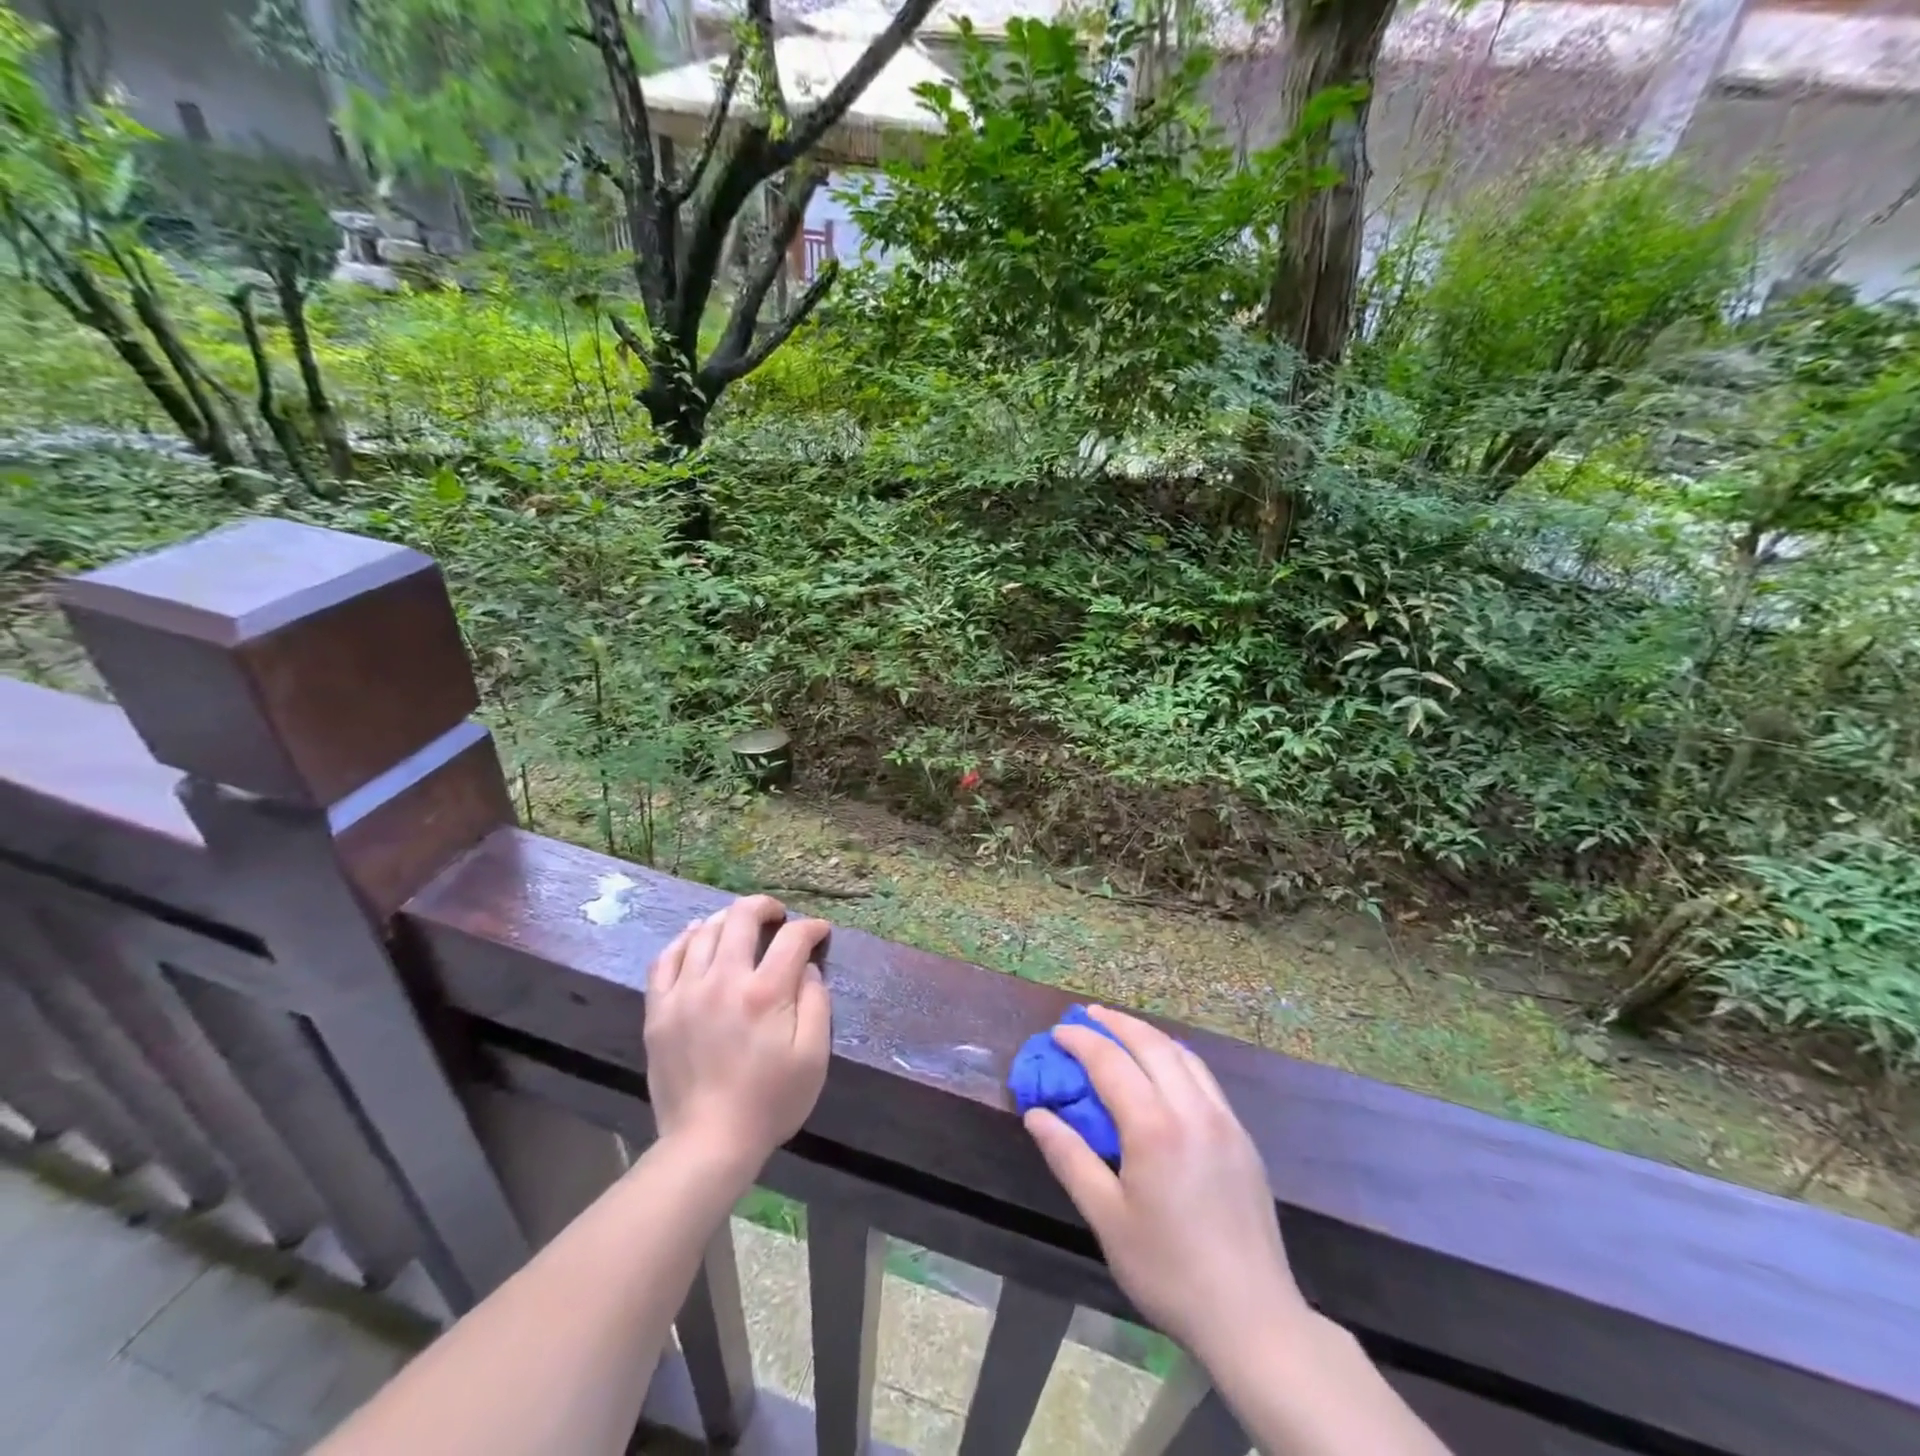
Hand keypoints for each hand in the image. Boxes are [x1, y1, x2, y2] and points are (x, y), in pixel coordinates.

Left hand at [645, 896, 831, 1176]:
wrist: (707, 1144)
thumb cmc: (770, 1101)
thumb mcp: (814, 1056)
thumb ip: (816, 1003)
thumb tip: (807, 968)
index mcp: (764, 992)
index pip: (792, 938)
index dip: (811, 927)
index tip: (819, 932)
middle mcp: (722, 981)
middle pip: (741, 918)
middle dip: (765, 907)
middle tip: (777, 916)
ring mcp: (685, 993)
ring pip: (703, 931)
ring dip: (727, 919)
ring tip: (740, 926)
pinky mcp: (659, 1010)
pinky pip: (666, 958)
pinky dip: (684, 940)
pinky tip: (697, 938)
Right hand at [1024, 1005, 1310, 1363]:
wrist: (1253, 1317)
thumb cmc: (1169, 1271)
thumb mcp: (1107, 1218)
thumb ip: (1069, 1158)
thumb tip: (1036, 1114)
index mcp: (1154, 1127)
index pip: (1110, 1061)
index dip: (1081, 1040)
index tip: (1058, 1032)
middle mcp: (1191, 1109)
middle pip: (1150, 1043)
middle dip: (1115, 1022)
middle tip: (1088, 1015)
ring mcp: (1223, 1119)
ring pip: (1182, 1054)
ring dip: (1148, 1034)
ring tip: (1122, 1031)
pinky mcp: (1242, 1136)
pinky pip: (1203, 1077)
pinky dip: (1175, 1057)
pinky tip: (1164, 1070)